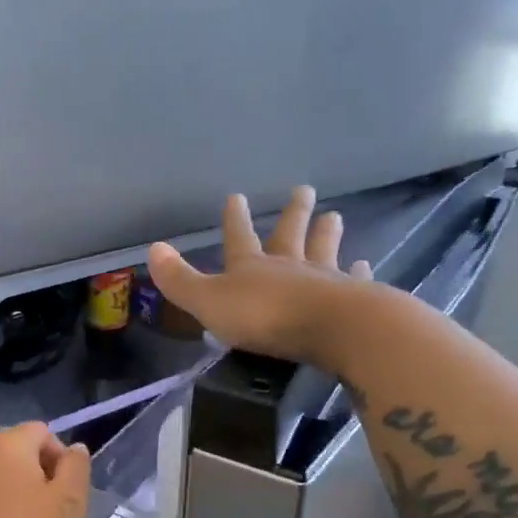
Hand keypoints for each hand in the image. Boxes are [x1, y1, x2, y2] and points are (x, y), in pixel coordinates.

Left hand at [0, 423, 90, 517]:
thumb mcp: (69, 504)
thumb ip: (76, 467)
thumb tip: (74, 448)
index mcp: (6, 444)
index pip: (41, 432)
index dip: (60, 458)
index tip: (66, 493)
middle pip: (12, 453)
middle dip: (32, 475)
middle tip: (46, 513)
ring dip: (6, 493)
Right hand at [146, 185, 373, 369]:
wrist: (330, 328)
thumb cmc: (264, 317)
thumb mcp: (209, 302)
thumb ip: (180, 280)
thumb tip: (152, 248)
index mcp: (252, 266)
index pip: (239, 237)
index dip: (235, 220)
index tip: (237, 197)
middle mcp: (289, 265)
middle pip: (289, 234)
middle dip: (293, 213)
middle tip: (304, 189)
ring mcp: (324, 279)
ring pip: (324, 249)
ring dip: (327, 232)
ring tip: (334, 216)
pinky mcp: (353, 299)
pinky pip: (355, 279)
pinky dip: (359, 270)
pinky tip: (365, 263)